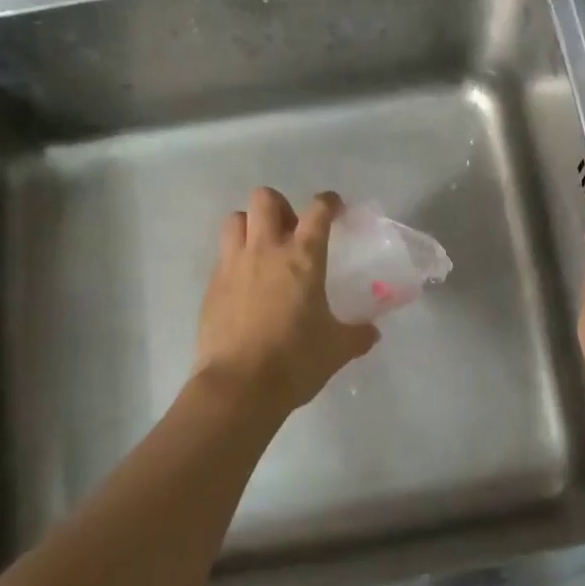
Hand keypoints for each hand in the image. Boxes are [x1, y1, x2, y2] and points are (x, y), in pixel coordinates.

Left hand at [194, 187, 379, 414]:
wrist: (238, 387)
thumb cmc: (295, 361)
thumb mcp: (337, 349)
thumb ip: (358, 334)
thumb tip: (372, 331)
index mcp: (303, 258)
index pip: (317, 211)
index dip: (329, 202)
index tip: (335, 208)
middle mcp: (266, 251)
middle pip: (265, 199)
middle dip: (281, 206)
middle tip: (292, 231)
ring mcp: (233, 266)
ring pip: (235, 219)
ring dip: (251, 225)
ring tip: (264, 249)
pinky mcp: (212, 286)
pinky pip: (223, 255)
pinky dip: (236, 258)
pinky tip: (247, 285)